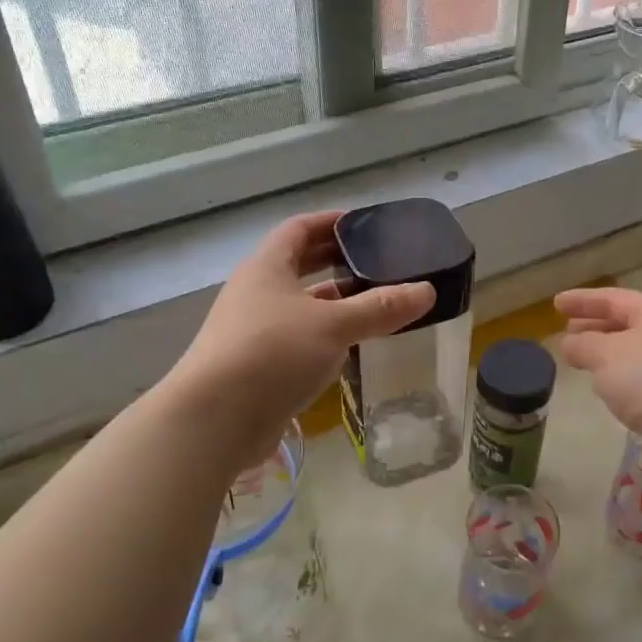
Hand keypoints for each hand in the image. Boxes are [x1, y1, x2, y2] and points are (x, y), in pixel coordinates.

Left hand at [167, 211, 434, 447]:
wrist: (214, 419)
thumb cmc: (272, 353)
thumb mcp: (334, 325)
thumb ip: (381, 308)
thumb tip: (427, 291)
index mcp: (267, 267)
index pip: (299, 229)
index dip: (331, 222)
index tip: (364, 224)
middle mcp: (256, 293)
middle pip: (298, 265)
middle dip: (336, 261)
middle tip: (378, 262)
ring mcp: (252, 331)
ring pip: (300, 306)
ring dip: (334, 302)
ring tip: (375, 304)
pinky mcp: (256, 366)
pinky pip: (297, 339)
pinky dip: (324, 336)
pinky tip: (351, 347)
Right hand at [555, 288, 641, 483]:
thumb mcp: (606, 355)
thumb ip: (583, 345)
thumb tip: (570, 343)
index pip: (613, 299)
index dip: (583, 300)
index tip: (555, 304)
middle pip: (626, 324)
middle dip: (595, 326)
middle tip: (567, 331)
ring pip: (633, 354)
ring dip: (606, 354)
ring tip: (581, 360)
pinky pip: (641, 381)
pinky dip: (620, 380)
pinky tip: (606, 391)